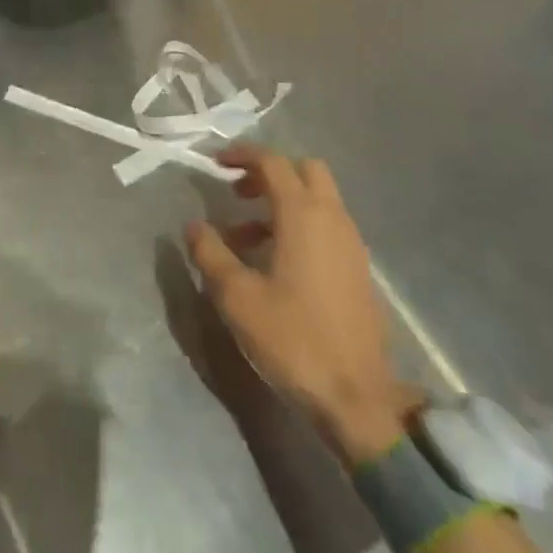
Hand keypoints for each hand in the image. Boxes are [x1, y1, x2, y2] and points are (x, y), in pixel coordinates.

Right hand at [185, 148, 405, 467]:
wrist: (356, 397)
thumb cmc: (293, 339)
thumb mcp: (237, 297)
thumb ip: (210, 253)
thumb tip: (194, 225)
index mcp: (303, 215)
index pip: (273, 162)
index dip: (242, 155)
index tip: (215, 163)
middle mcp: (333, 219)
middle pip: (304, 171)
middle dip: (269, 173)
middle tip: (236, 194)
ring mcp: (351, 244)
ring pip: (317, 200)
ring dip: (282, 203)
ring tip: (244, 239)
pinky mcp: (358, 269)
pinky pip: (327, 227)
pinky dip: (300, 226)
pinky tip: (275, 263)